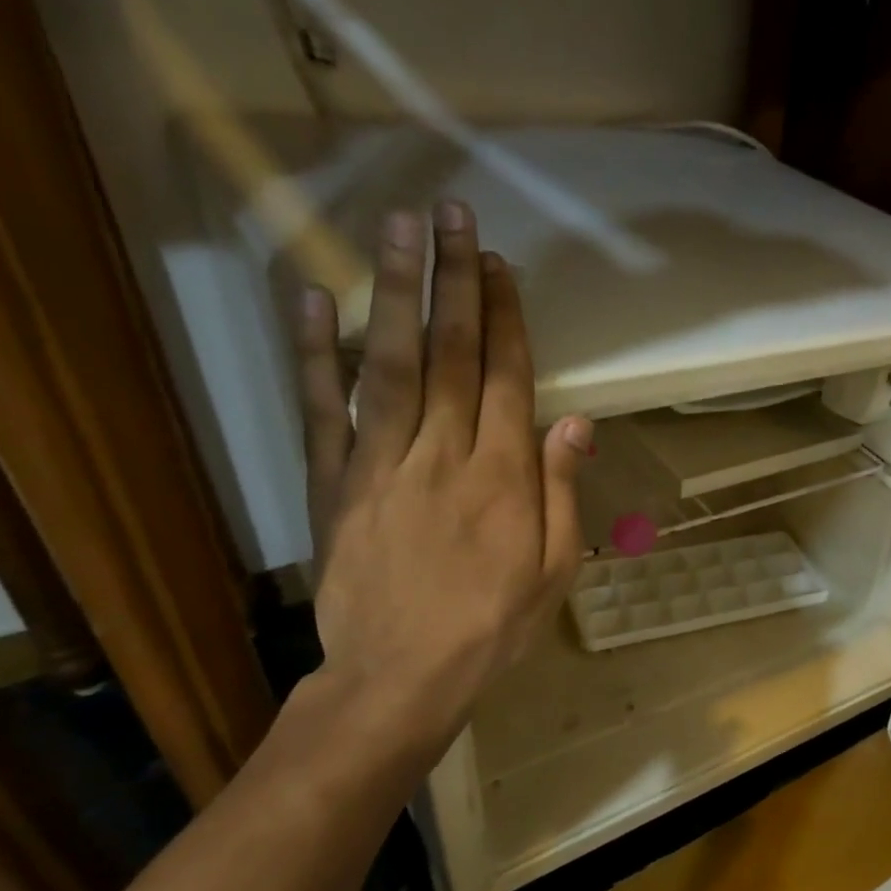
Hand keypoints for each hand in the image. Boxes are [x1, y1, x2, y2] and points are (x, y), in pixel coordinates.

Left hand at [297, 201, 592, 746]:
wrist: (403, 675)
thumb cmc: (494, 625)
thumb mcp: (555, 568)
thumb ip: (562, 492)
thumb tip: (575, 424)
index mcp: (503, 476)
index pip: (508, 378)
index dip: (506, 317)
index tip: (499, 264)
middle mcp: (444, 454)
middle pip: (452, 355)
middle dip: (455, 282)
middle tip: (452, 215)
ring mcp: (381, 465)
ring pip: (390, 364)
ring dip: (395, 293)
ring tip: (397, 229)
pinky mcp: (335, 485)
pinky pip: (323, 411)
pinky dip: (316, 354)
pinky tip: (316, 300)